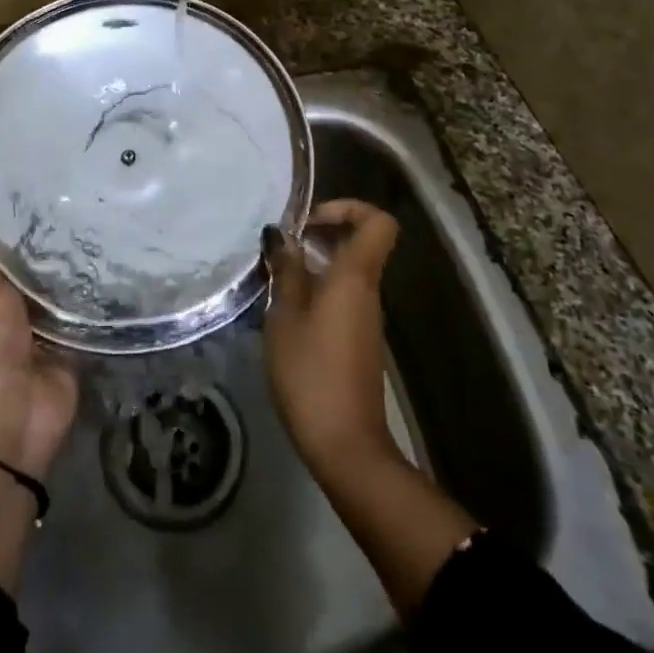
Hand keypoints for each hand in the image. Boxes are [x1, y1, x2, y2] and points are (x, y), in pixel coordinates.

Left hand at [0, 213, 77, 478]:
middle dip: (42, 243)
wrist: (17, 419)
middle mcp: (3, 312)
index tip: (25, 189)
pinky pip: (78, 311)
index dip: (0, 226)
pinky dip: (90, 293)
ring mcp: (37, 329)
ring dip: (68, 266)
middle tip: (73, 198)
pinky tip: (110, 260)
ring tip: (95, 218)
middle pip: (22, 270)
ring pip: (52, 288)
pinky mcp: (66, 343)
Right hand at [261, 199, 400, 476]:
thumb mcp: (285, 316)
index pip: (377, 222)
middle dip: (321, 235)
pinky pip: (342, 298)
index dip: (348, 208)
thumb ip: (286, 271)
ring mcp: (366, 317)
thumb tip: (281, 235)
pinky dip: (318, 292)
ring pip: (347, 272)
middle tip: (282, 248)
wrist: (345, 444)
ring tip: (276, 279)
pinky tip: (286, 312)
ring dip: (314, 266)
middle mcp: (367, 290)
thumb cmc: (311, 373)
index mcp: (355, 276)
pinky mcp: (358, 340)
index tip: (310, 221)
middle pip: (359, 243)